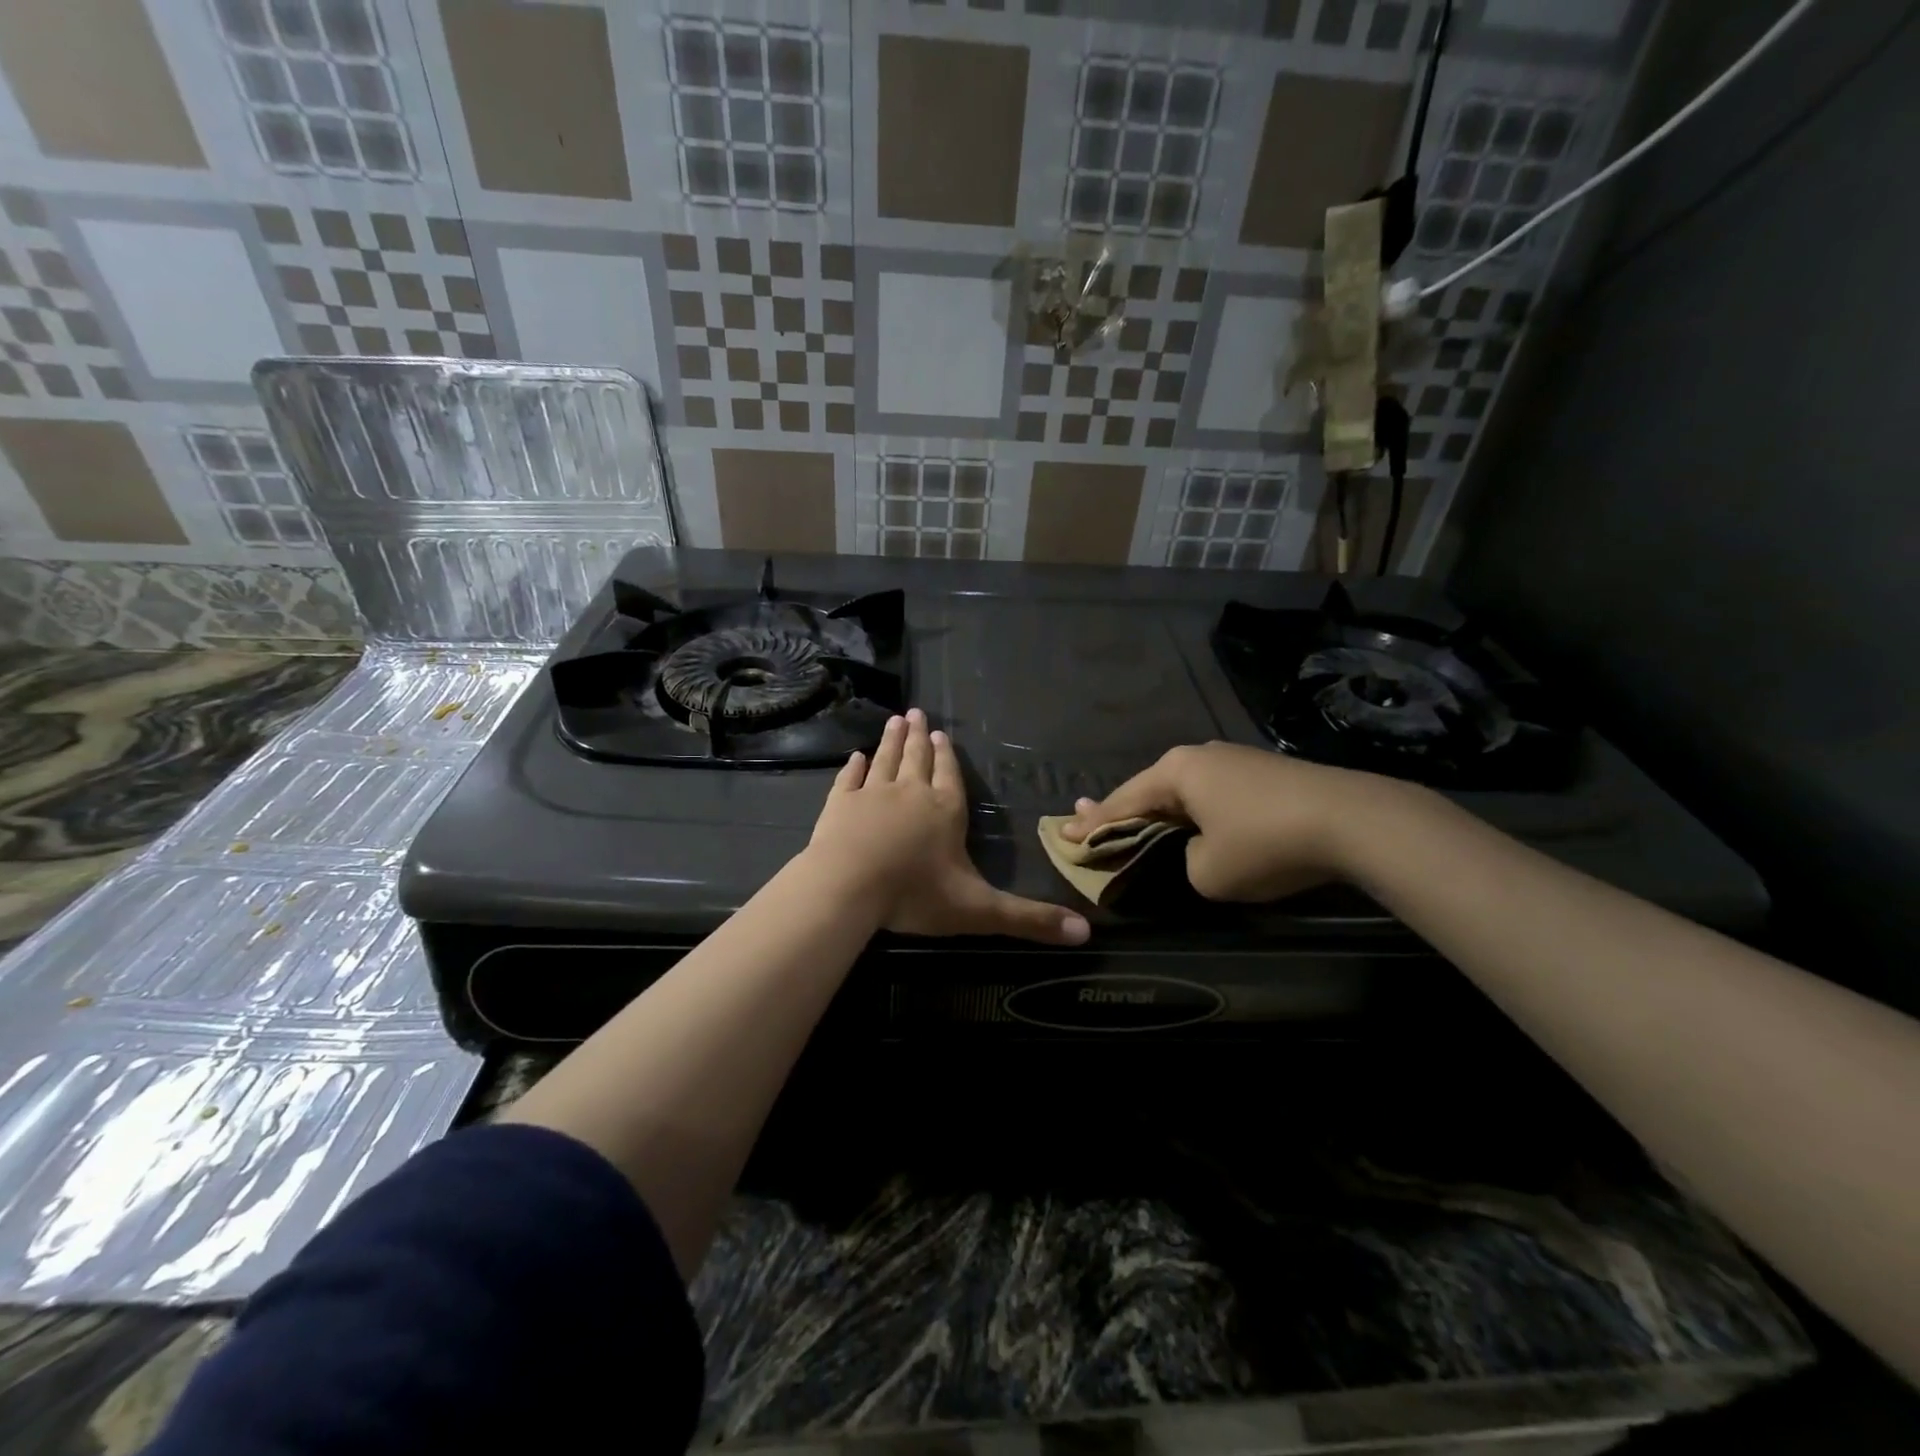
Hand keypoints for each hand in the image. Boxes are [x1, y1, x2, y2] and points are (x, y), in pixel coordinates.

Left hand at [806, 709, 1089, 944]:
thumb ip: (1029, 919)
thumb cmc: (915, 895)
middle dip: (919, 737)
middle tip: (916, 713)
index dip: (947, 757)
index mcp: (945, 811)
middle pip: (917, 759)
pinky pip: (849, 779)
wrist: (848, 887)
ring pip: (885, 760)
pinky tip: (855, 757)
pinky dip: (853, 767)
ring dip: (890, 741)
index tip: (942, 734)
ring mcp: (872, 795)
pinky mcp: (839, 805)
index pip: (950, 777)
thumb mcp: (979, 910)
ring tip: (895, 721)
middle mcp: (911, 793)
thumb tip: (1085, 933)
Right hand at [1063, 742, 1388, 901]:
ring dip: (1160, 811)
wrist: (1354, 821)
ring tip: (1136, 822)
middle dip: (1120, 810)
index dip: (1092, 825)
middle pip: (1149, 790)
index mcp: (1176, 772)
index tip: (1063, 833)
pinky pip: (1214, 795)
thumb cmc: (1265, 844)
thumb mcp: (1207, 871)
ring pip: (1184, 791)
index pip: (1122, 802)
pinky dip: (1195, 812)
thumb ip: (1183, 863)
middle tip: (1089, 823)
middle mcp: (1200, 756)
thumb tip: (1197, 851)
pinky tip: (1193, 821)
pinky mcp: (1265, 774)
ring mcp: (1235, 760)